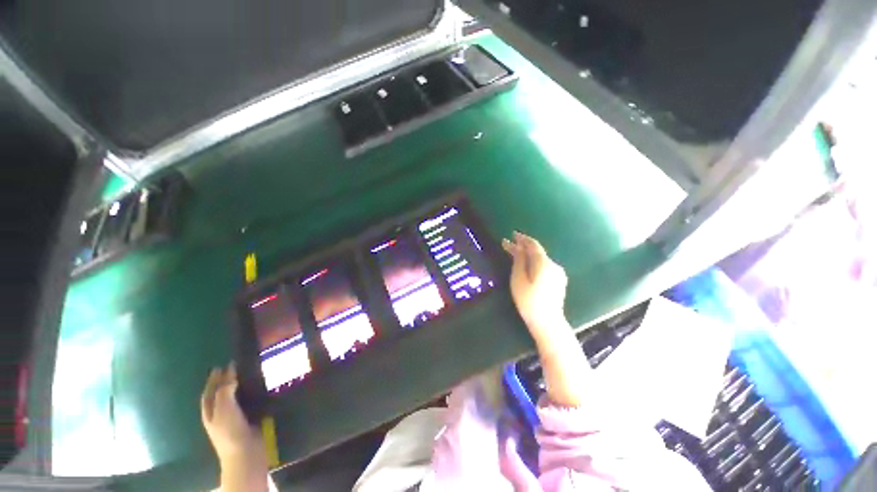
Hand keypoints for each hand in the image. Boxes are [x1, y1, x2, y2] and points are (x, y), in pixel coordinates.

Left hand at [201, 364, 265, 465]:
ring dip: (242, 385)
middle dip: (228, 380)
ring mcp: (235, 416)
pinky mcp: (250, 417)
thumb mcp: (224, 408)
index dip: (214, 379)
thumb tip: (231, 372)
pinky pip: (250, 401)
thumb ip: (225, 389)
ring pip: (237, 396)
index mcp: (210, 411)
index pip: (209, 391)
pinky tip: (261, 386)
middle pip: (222, 393)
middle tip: (240, 365)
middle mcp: (221, 412)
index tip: (222, 364)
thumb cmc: (230, 430)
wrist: (246, 451)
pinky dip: (253, 393)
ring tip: (252, 372)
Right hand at [502, 232, 568, 341]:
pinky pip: (544, 266)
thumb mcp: (519, 279)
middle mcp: (554, 265)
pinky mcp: (558, 281)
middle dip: (523, 247)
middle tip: (509, 244)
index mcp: (544, 263)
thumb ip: (519, 260)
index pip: (533, 245)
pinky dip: (534, 263)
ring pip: (541, 259)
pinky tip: (527, 266)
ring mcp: (558, 274)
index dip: (522, 238)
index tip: (512, 234)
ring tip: (515, 254)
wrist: (547, 323)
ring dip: (528, 255)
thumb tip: (518, 246)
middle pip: (537, 252)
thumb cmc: (528, 301)